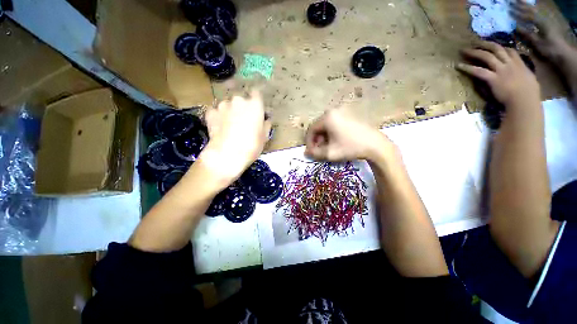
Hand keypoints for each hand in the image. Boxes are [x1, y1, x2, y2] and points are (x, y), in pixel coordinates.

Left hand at [199, 91, 270, 186]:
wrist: (227, 154)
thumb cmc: (251, 146)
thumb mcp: (264, 137)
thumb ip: (266, 125)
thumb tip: (266, 120)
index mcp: (254, 105)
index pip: (256, 93)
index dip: (256, 100)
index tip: (256, 108)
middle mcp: (238, 100)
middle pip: (241, 99)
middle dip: (242, 107)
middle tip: (243, 121)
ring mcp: (223, 105)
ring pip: (228, 105)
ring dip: (230, 111)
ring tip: (230, 126)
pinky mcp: (210, 112)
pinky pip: (216, 111)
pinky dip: (218, 117)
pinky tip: (220, 127)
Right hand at [305, 107, 396, 161]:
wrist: (376, 145)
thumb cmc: (351, 147)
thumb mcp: (329, 153)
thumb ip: (314, 153)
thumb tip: (306, 152)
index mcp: (327, 117)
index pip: (311, 129)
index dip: (309, 142)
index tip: (310, 152)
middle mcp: (334, 111)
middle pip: (318, 127)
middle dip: (317, 140)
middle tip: (319, 150)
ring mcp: (343, 112)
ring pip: (326, 126)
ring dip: (324, 137)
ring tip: (327, 148)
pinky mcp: (350, 115)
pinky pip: (335, 124)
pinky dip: (331, 133)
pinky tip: (335, 142)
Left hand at [457, 41, 539, 106]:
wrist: (524, 100)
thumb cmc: (529, 94)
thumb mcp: (529, 79)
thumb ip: (523, 74)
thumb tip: (522, 74)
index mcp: (520, 64)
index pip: (510, 51)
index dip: (501, 46)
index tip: (493, 45)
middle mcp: (510, 64)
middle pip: (497, 49)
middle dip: (485, 44)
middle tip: (475, 42)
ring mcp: (501, 70)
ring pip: (487, 56)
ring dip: (475, 52)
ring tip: (464, 50)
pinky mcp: (493, 78)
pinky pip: (478, 71)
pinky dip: (468, 68)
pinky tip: (459, 66)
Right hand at [512, 0, 568, 60]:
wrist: (563, 52)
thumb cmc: (550, 49)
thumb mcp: (537, 43)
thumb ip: (527, 34)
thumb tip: (515, 27)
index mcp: (540, 22)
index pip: (527, 15)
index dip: (518, 12)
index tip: (509, 10)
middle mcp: (544, 18)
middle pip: (531, 10)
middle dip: (522, 6)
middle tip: (513, 2)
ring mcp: (547, 20)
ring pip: (535, 10)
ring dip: (527, 6)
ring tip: (520, 2)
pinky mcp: (549, 23)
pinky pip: (539, 14)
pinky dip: (533, 11)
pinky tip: (530, 10)